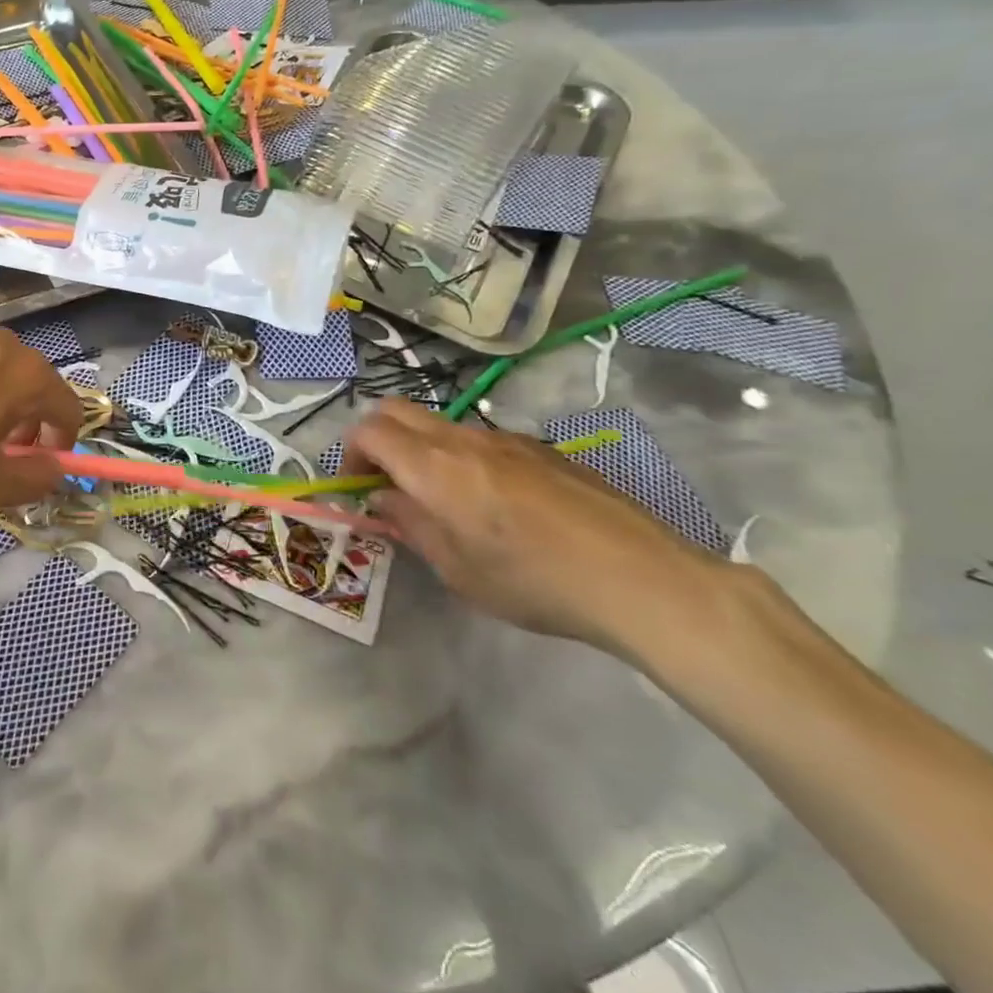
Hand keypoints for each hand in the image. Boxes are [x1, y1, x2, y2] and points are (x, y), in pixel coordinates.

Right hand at [344, 399, 734, 654]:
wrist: (642, 578)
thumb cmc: (535, 581)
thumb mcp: (456, 569)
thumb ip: (411, 524)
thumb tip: (385, 498)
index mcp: (433, 466)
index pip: (368, 430)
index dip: (351, 454)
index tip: (359, 489)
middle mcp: (463, 439)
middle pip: (396, 410)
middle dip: (378, 439)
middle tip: (387, 483)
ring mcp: (506, 438)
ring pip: (440, 424)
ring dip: (422, 449)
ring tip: (444, 500)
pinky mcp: (541, 449)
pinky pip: (482, 438)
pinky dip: (463, 457)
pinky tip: (497, 504)